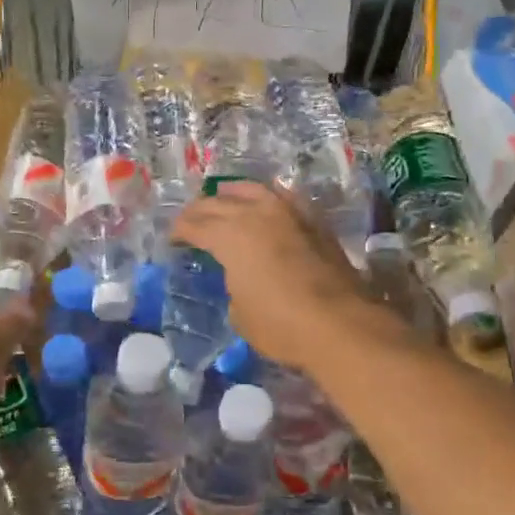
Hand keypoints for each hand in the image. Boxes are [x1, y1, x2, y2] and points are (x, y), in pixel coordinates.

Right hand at [172, 181, 366, 371]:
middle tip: (190, 220)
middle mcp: (255, 215)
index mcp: (228, 236)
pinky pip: (283, 197)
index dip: (179, 231)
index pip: (194, 225)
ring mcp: (287, 213)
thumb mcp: (239, 313)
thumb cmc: (280, 325)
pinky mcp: (314, 221)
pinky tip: (266, 203)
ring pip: (252, 190)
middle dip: (199, 210)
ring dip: (232, 193)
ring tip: (223, 197)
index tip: (173, 239)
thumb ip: (232, 284)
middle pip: (218, 203)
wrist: (340, 324)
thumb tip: (239, 276)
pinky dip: (267, 197)